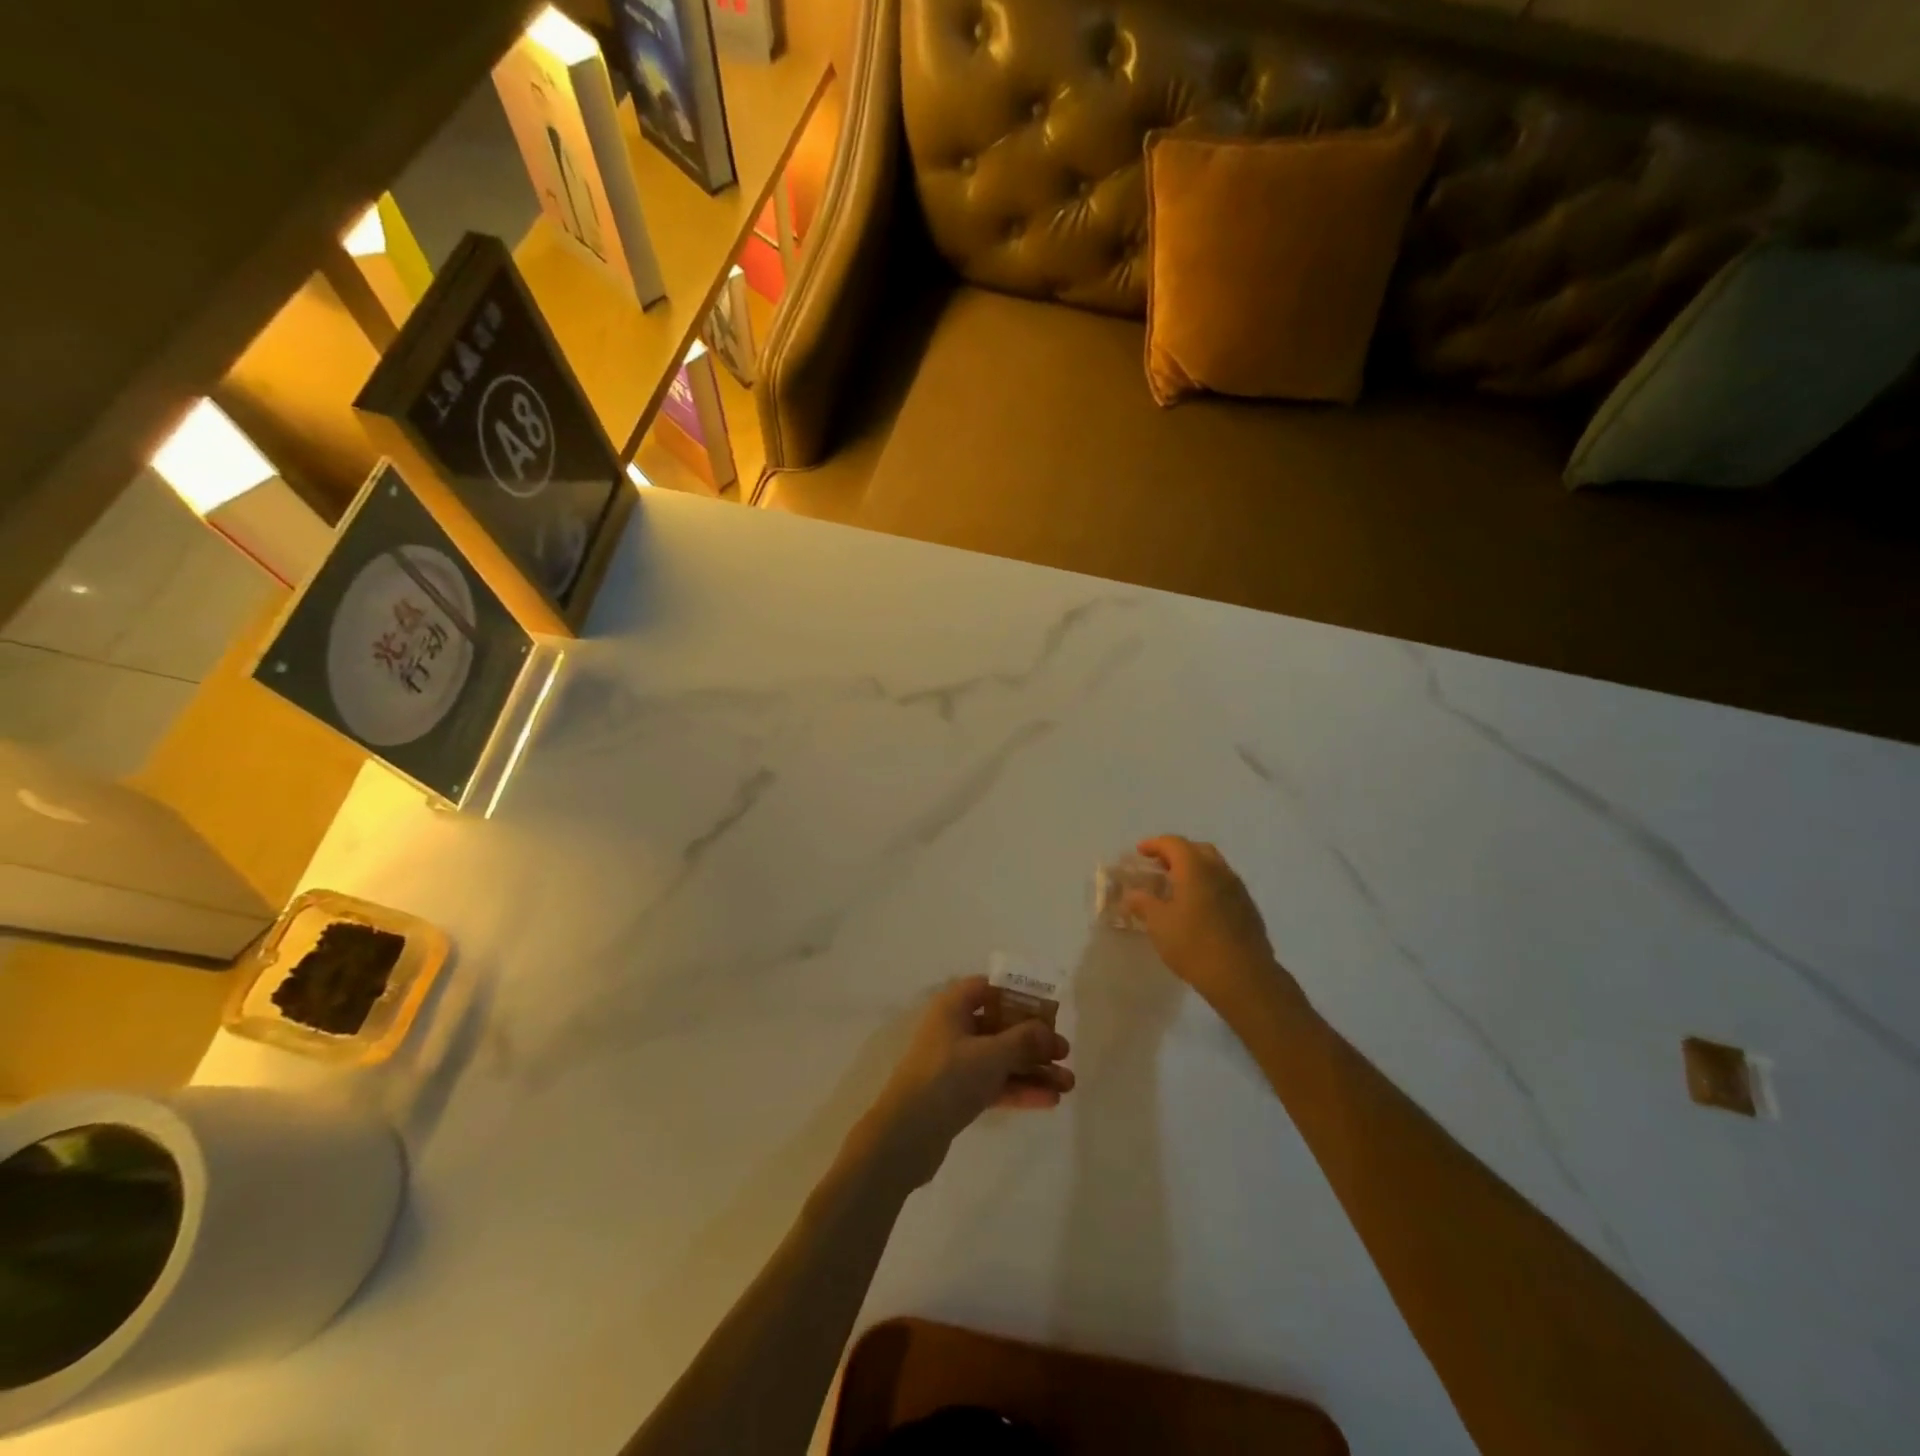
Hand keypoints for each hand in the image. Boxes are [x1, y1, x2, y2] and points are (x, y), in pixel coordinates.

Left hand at [849, 977, 1073, 1190]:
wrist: (906, 1135)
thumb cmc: (948, 1078)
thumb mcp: (991, 1054)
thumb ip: (1023, 1040)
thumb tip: (1047, 1031)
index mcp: (953, 1007)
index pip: (988, 988)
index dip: (1017, 995)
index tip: (1047, 1008)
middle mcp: (954, 1029)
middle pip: (1000, 1026)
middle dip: (1035, 1040)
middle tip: (1066, 1053)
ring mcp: (956, 1063)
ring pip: (1001, 1059)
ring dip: (1033, 1069)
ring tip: (1069, 1084)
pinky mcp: (958, 1094)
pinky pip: (995, 1083)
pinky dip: (1019, 1089)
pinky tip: (1049, 1100)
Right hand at [1125, 836, 1299, 1012]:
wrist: (1243, 977)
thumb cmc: (1194, 945)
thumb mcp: (1158, 924)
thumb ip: (1143, 903)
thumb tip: (1133, 894)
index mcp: (1196, 868)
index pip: (1173, 843)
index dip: (1154, 844)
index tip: (1140, 852)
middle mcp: (1219, 871)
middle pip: (1197, 849)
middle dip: (1176, 853)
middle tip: (1159, 866)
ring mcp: (1238, 889)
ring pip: (1214, 867)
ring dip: (1194, 869)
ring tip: (1176, 887)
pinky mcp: (1248, 908)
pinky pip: (1224, 885)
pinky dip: (1207, 885)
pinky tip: (1198, 907)